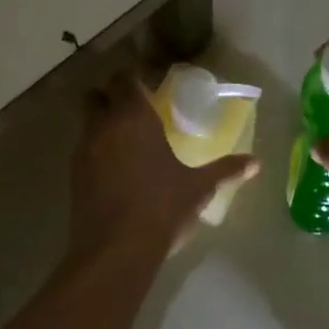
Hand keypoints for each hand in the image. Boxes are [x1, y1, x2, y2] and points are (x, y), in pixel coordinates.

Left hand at [69, 75, 257, 257]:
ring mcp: (83, 150)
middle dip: (110, 95)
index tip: (147, 84)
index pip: (125, 78)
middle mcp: (104, 125)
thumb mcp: (198, 189)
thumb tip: (256, 163)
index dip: (133, 77)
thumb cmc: (161, 208)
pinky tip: (114, 168)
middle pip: (97, 95)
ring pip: (87, 122)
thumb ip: (225, 170)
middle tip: (134, 107)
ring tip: (125, 138)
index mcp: (134, 117)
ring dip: (101, 122)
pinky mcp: (73, 175)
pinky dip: (95, 149)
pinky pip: (83, 149)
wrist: (115, 250)